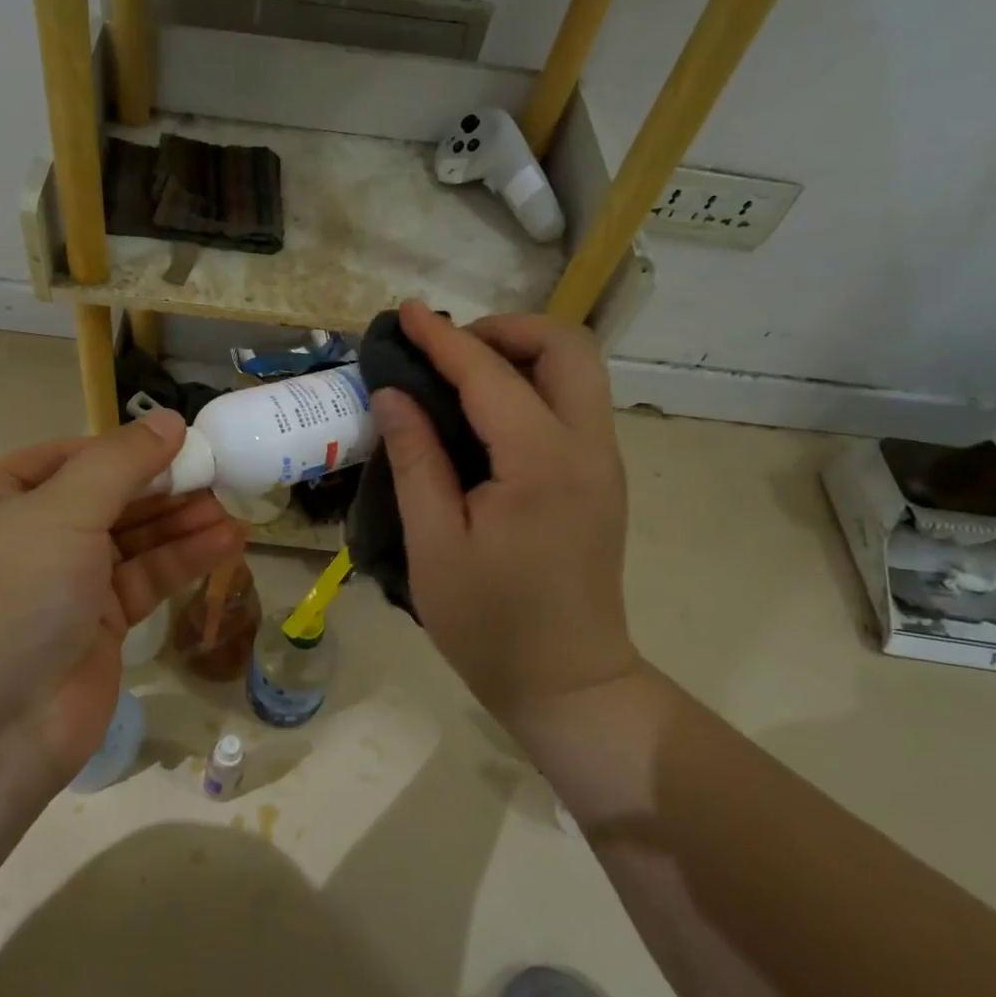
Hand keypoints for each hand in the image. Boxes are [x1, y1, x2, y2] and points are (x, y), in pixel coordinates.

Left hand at [0, 411, 243, 779]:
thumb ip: (120, 464)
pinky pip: (146, 579)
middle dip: (161, 486)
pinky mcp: (99, 625)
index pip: (69, 457)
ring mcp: (64, 584)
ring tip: (234, 508)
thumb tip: (169, 420)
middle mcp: (28, 537)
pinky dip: (184, 560)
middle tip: (219, 472)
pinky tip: (228, 543)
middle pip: (107, 497)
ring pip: (132, 540)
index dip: (124, 448)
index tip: (180, 440)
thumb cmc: (10, 597)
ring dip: (181, 522)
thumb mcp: (60, 513)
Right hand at [370, 301, 643, 722]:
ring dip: (521, 353)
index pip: (489, 376)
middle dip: (504, 330)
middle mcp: (587, 448)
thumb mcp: (434, 545)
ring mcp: (602, 462)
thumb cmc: (490, 624)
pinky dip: (531, 384)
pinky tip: (485, 413)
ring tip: (460, 374)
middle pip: (565, 348)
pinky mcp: (600, 477)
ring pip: (577, 370)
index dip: (443, 339)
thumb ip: (415, 460)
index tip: (405, 313)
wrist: (568, 683)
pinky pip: (573, 403)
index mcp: (541, 464)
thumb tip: (393, 395)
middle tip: (447, 351)